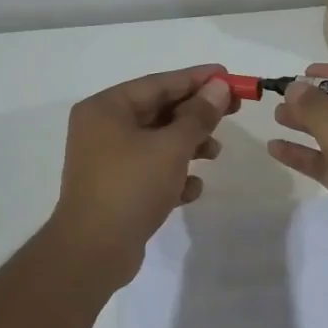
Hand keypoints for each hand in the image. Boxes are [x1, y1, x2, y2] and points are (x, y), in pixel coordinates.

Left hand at [47, 65, 236, 287]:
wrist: (93, 251)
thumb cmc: (131, 187)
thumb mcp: (171, 147)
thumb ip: (198, 115)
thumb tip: (219, 87)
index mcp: (106, 109)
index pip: (158, 83)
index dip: (196, 78)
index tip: (228, 75)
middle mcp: (102, 129)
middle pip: (159, 111)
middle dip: (196, 114)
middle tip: (234, 109)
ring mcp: (107, 160)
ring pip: (157, 142)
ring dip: (189, 145)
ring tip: (215, 153)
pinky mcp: (116, 188)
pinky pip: (151, 171)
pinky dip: (173, 174)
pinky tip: (191, 189)